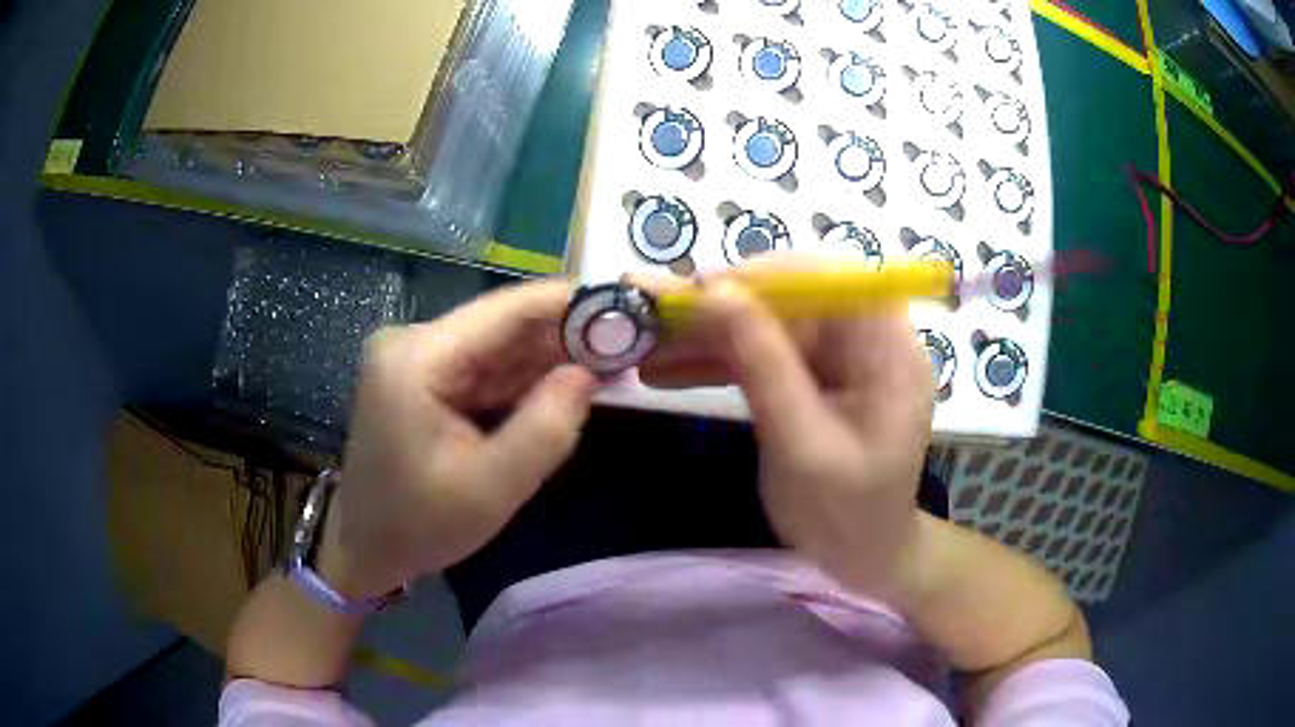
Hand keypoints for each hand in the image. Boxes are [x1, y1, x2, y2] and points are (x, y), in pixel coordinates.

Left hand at [319, 281, 596, 600]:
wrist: (365, 548)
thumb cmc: (420, 525)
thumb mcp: (493, 487)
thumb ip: (547, 426)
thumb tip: (590, 372)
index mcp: (418, 358)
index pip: (506, 309)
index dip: (569, 303)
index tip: (626, 308)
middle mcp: (412, 341)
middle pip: (502, 323)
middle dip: (564, 335)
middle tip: (628, 345)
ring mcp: (415, 357)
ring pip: (496, 344)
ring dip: (548, 356)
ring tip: (608, 363)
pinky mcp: (421, 376)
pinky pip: (482, 367)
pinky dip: (522, 378)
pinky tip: (563, 384)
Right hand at [638, 259, 934, 594]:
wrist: (859, 559)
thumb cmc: (845, 514)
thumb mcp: (803, 445)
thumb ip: (764, 366)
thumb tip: (716, 292)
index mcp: (888, 349)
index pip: (829, 281)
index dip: (765, 275)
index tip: (700, 290)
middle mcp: (865, 342)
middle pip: (788, 301)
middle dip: (718, 309)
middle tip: (652, 314)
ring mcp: (835, 361)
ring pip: (764, 327)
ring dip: (705, 337)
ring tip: (642, 346)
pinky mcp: (809, 380)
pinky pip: (758, 358)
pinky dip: (713, 364)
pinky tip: (664, 371)